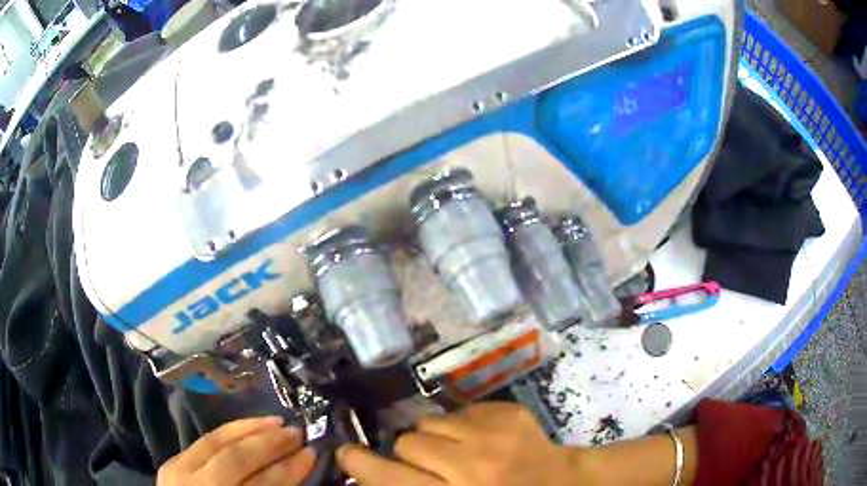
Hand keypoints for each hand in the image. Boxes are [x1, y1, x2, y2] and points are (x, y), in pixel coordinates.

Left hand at [157, 416, 316, 485]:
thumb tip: (292, 470)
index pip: (257, 485)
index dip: (286, 470)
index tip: (311, 454)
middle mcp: (196, 485)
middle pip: (234, 458)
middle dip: (270, 444)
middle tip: (298, 432)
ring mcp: (179, 471)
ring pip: (216, 441)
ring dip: (250, 429)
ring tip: (278, 422)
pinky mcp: (172, 461)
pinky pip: (204, 440)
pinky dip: (228, 432)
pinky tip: (247, 426)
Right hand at [336, 402, 579, 485]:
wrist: (565, 484)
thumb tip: (374, 476)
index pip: (391, 478)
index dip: (362, 464)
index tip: (347, 454)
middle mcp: (473, 465)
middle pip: (408, 443)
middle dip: (408, 454)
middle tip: (426, 464)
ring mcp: (496, 434)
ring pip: (429, 420)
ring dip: (434, 436)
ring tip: (454, 450)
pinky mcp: (511, 412)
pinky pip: (460, 410)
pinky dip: (461, 425)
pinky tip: (480, 440)